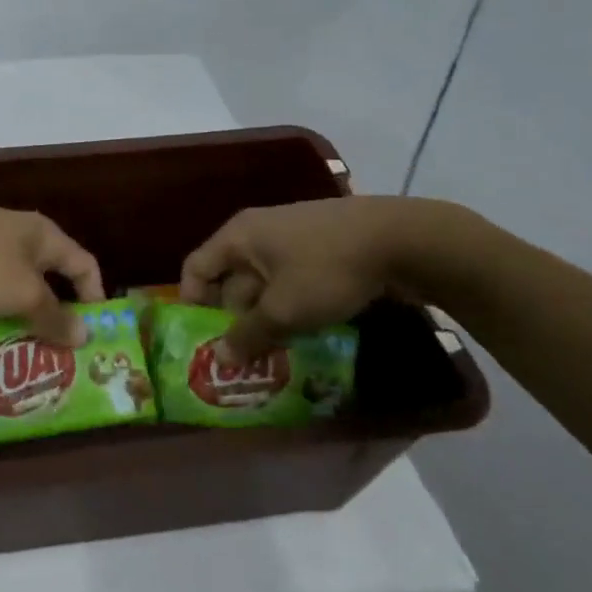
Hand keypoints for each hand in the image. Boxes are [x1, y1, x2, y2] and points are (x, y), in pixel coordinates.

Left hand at [0, 195, 104, 345]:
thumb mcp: (23, 293)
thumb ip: (54, 315)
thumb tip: (86, 335)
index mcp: (40, 234)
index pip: (83, 262)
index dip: (94, 294)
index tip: (96, 332)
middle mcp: (14, 238)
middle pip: (45, 279)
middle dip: (53, 315)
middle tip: (60, 356)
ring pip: (9, 292)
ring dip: (17, 322)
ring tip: (24, 360)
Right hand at [179, 196, 454, 361]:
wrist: (400, 239)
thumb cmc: (327, 269)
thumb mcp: (284, 310)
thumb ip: (248, 335)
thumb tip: (219, 359)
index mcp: (238, 237)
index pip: (195, 268)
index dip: (192, 303)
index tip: (206, 339)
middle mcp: (257, 232)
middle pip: (230, 279)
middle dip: (235, 319)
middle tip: (244, 358)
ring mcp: (290, 239)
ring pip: (263, 285)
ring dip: (265, 318)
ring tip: (275, 353)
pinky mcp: (318, 248)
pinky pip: (290, 281)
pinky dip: (290, 306)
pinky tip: (305, 333)